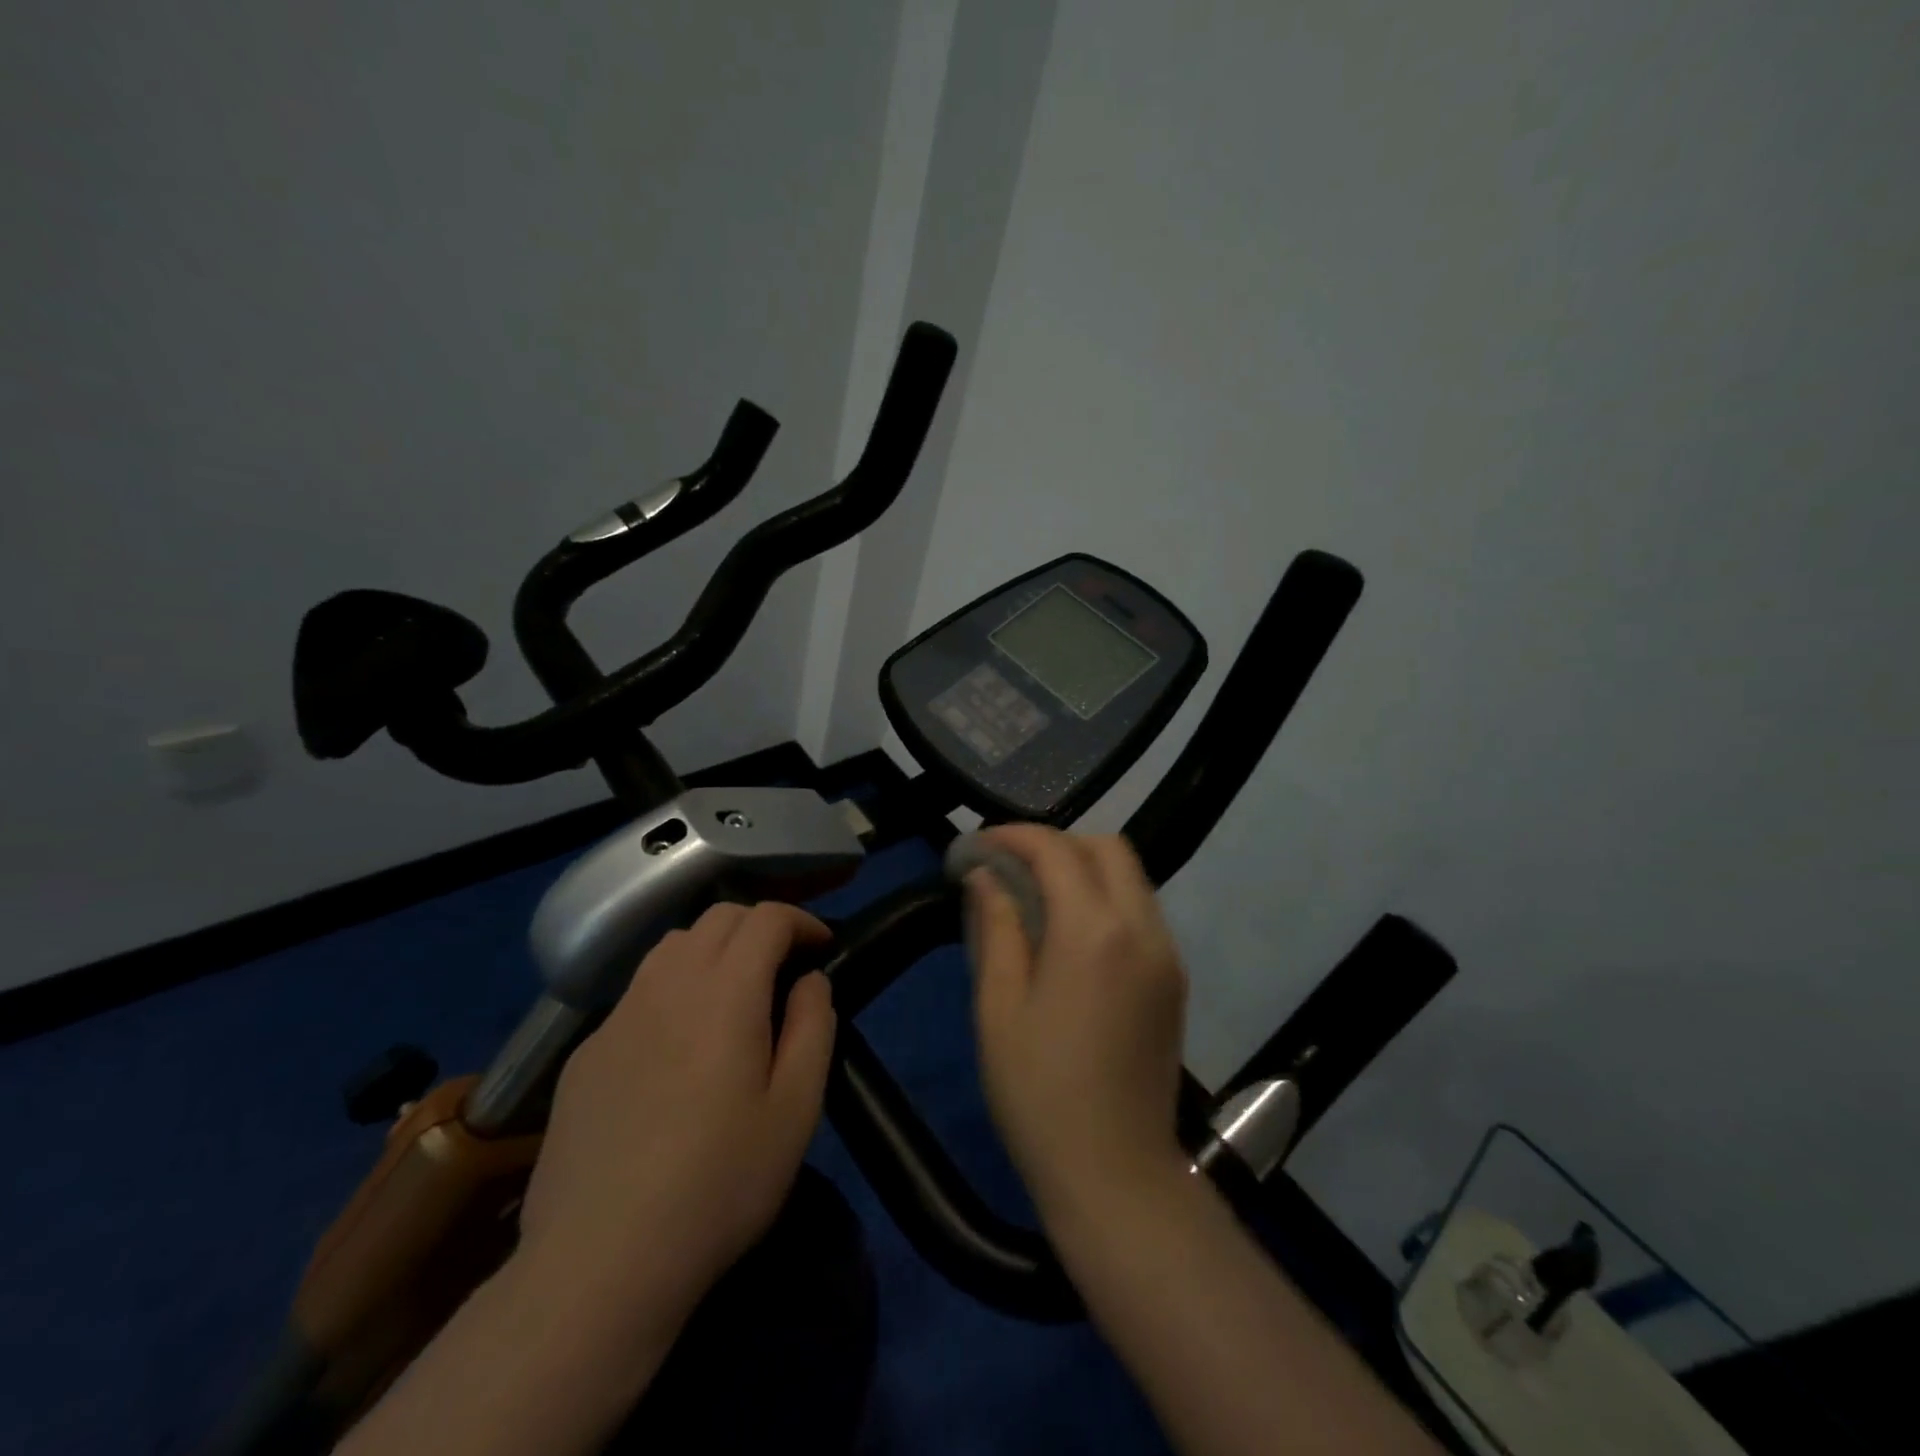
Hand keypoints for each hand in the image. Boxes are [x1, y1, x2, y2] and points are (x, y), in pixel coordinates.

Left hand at [515, 902, 836, 1328]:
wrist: (599, 1263)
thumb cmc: (718, 1185)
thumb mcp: (795, 1110)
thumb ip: (813, 1027)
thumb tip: (810, 980)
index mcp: (725, 992)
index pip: (766, 918)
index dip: (801, 920)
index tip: (821, 946)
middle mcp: (668, 985)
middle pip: (717, 917)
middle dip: (760, 926)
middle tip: (784, 967)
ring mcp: (619, 1016)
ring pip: (672, 946)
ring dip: (713, 949)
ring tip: (733, 994)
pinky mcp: (587, 1052)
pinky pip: (638, 992)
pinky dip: (673, 988)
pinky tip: (677, 1046)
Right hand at [965, 826, 1189, 1224]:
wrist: (1117, 1175)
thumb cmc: (1040, 1094)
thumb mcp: (998, 1007)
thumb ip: (995, 927)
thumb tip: (986, 877)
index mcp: (1095, 932)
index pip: (1057, 850)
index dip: (1013, 837)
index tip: (977, 847)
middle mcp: (1142, 928)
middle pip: (1107, 848)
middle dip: (1055, 844)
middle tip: (1009, 868)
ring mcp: (1166, 953)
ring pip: (1130, 876)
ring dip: (1082, 868)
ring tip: (1034, 896)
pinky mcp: (1174, 978)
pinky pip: (1140, 910)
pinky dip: (1104, 898)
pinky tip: (1068, 933)